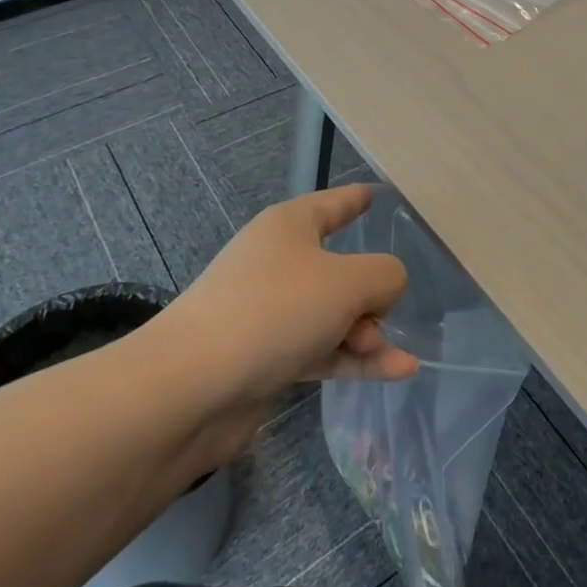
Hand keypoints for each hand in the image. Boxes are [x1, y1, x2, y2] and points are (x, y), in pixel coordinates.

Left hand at [161, 185, 418, 406]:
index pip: (333, 203)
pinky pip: (322, 350)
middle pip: (340, 267)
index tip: (376, 195)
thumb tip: (384, 290)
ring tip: (396, 359)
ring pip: (334, 314)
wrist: (189, 390)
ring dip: (367, 334)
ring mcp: (270, 312)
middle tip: (385, 316)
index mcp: (290, 227)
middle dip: (372, 293)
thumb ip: (384, 275)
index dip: (356, 198)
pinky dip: (355, 360)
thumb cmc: (273, 311)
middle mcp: (278, 263)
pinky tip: (397, 372)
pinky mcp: (266, 358)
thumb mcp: (348, 282)